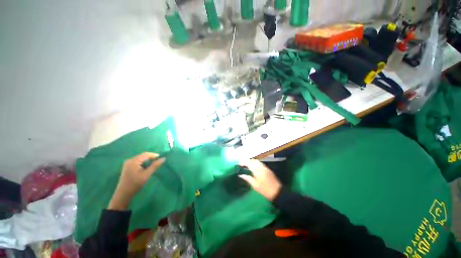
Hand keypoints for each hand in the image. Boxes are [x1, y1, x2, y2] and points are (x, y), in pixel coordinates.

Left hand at [108, 152, 165, 209]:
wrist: (123, 194)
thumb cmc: (135, 183)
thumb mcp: (147, 174)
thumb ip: (155, 165)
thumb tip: (164, 158)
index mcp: (134, 161)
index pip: (146, 154)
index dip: (154, 155)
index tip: (161, 158)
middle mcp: (130, 160)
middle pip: (142, 156)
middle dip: (151, 157)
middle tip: (158, 161)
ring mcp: (127, 163)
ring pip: (140, 158)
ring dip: (147, 160)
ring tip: (154, 163)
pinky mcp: (127, 167)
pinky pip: (137, 161)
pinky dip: (143, 163)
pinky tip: (146, 166)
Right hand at [239, 159, 281, 200]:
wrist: (277, 192)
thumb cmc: (264, 190)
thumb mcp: (254, 185)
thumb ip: (247, 178)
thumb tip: (240, 175)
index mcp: (257, 170)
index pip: (249, 163)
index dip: (243, 162)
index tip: (239, 163)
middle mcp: (261, 167)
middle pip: (253, 161)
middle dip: (247, 160)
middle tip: (242, 163)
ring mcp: (265, 167)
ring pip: (257, 161)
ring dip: (251, 161)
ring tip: (246, 164)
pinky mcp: (267, 169)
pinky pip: (260, 163)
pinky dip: (255, 163)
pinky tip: (253, 166)